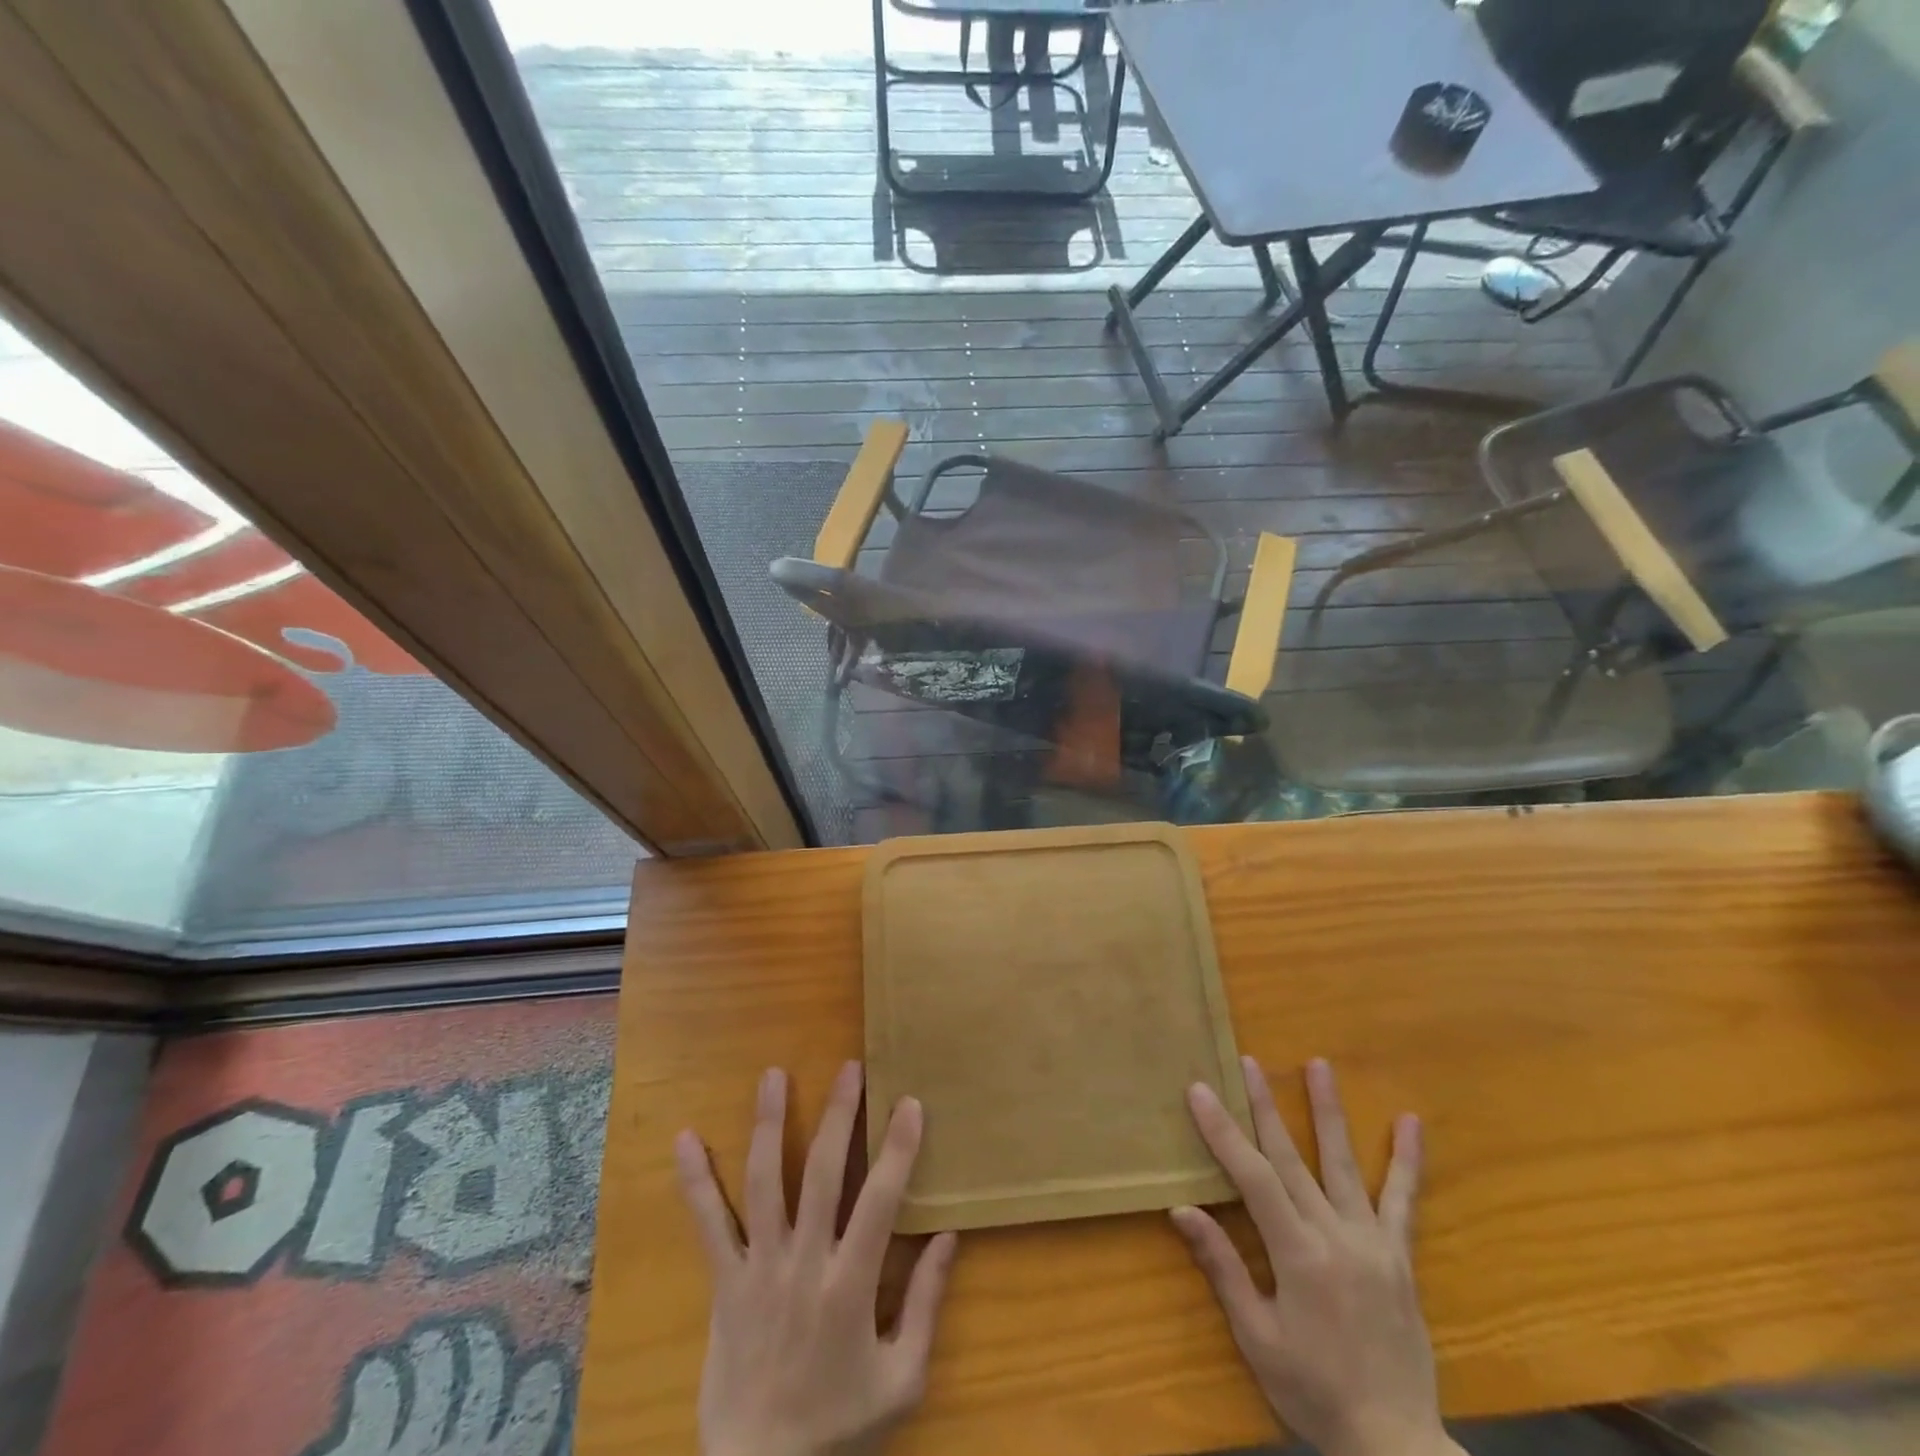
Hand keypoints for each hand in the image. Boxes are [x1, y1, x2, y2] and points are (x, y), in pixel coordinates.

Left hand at [675, 1062, 958, 1455]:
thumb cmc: (838, 1426)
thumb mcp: (901, 1380)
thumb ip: (926, 1304)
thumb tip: (949, 1236)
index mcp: (850, 1286)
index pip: (881, 1201)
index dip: (897, 1149)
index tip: (908, 1102)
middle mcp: (804, 1264)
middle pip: (823, 1174)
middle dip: (839, 1116)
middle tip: (849, 1068)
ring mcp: (759, 1268)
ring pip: (764, 1183)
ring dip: (770, 1125)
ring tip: (774, 1075)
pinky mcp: (724, 1282)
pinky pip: (708, 1225)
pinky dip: (695, 1181)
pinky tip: (685, 1138)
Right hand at [1173, 1057, 1459, 1455]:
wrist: (1396, 1447)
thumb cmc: (1314, 1391)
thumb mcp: (1258, 1338)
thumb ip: (1223, 1268)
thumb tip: (1182, 1209)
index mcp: (1298, 1255)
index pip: (1253, 1177)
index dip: (1223, 1131)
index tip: (1200, 1090)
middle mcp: (1336, 1236)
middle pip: (1292, 1158)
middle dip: (1265, 1106)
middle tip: (1248, 1062)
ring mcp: (1373, 1243)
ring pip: (1344, 1164)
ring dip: (1328, 1111)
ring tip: (1319, 1065)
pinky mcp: (1398, 1257)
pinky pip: (1402, 1202)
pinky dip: (1407, 1161)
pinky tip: (1409, 1123)